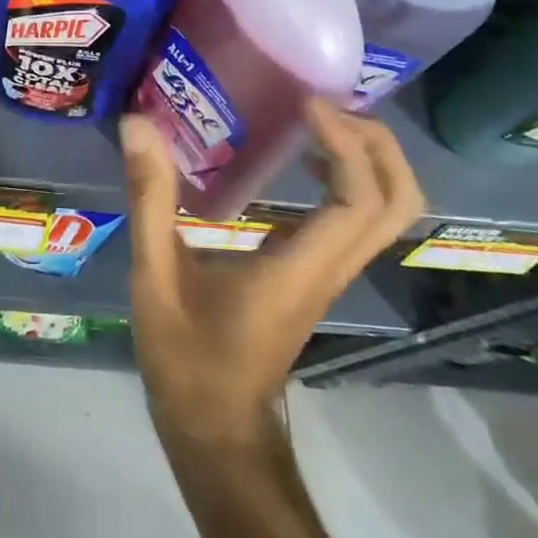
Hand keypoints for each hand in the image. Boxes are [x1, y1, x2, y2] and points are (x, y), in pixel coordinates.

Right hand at [120, 99, 424, 442]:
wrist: (218, 434)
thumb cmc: (187, 362)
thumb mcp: (155, 277)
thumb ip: (149, 199)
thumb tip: (138, 125)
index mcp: (302, 269)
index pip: (359, 200)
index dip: (345, 143)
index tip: (305, 103)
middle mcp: (332, 268)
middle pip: (399, 202)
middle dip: (377, 143)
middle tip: (324, 104)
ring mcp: (332, 274)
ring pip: (388, 212)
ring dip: (367, 157)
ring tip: (315, 118)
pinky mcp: (320, 275)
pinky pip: (359, 218)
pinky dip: (347, 175)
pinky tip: (297, 156)